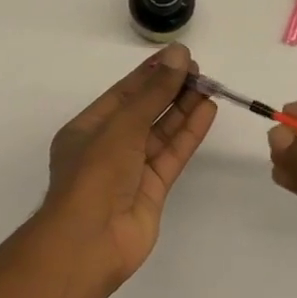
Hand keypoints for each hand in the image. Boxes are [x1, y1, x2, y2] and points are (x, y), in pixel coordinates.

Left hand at [42, 44, 216, 289]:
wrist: (90, 241)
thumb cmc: (95, 174)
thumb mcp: (122, 125)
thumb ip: (154, 92)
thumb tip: (178, 55)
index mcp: (87, 129)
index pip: (123, 94)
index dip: (150, 74)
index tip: (178, 56)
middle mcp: (108, 147)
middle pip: (144, 112)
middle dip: (170, 90)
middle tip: (199, 70)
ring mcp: (131, 171)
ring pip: (161, 133)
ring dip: (183, 109)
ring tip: (209, 86)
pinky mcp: (152, 190)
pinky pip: (172, 155)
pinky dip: (189, 134)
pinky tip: (207, 112)